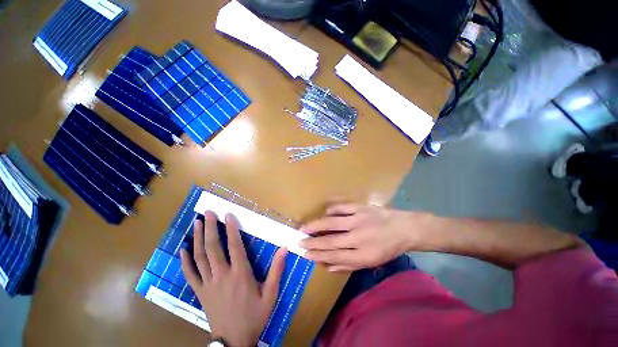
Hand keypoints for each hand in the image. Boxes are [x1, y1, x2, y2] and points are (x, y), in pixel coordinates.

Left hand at [181, 211, 286, 345]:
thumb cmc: (254, 316)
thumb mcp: (270, 294)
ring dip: (198, 238)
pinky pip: (190, 274)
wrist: (234, 341)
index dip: (231, 228)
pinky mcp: (200, 292)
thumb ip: (277, 270)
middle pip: (214, 247)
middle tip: (208, 213)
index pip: (234, 245)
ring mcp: (208, 284)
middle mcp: (222, 275)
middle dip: (210, 227)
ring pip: (200, 257)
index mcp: (240, 274)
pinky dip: (185, 261)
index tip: (228, 215)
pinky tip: (183, 250)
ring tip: (196, 223)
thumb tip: (284, 248)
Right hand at [299, 204, 426, 270]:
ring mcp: (358, 220)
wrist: (404, 228)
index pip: (334, 256)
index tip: (306, 254)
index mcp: (363, 255)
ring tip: (304, 228)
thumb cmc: (387, 248)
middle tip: (300, 242)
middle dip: (313, 242)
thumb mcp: (372, 262)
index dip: (318, 255)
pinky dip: (331, 210)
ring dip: (316, 226)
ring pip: (332, 223)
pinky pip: (341, 208)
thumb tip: (327, 266)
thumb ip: (349, 265)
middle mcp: (358, 238)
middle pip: (330, 241)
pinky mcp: (360, 208)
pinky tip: (324, 213)